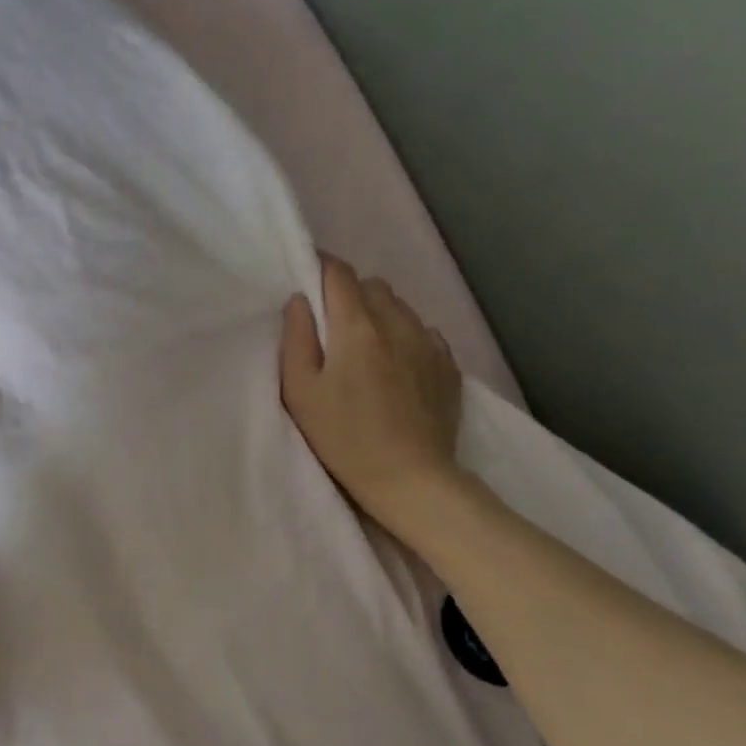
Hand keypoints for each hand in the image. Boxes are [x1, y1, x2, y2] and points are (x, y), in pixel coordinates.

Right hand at [279, 253, 464, 530]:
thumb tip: (299, 301)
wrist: (411, 478)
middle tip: (331, 326)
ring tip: (365, 349)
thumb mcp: (300, 392)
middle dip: (348, 294)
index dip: (319, 267)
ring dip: (378, 314)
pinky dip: (405, 337)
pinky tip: (396, 368)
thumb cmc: (343, 437)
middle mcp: (398, 323)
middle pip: (372, 285)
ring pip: (400, 307)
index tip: (305, 277)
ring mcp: (430, 343)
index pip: (339, 273)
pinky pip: (423, 333)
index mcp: (357, 326)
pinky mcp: (449, 366)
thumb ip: (296, 339)